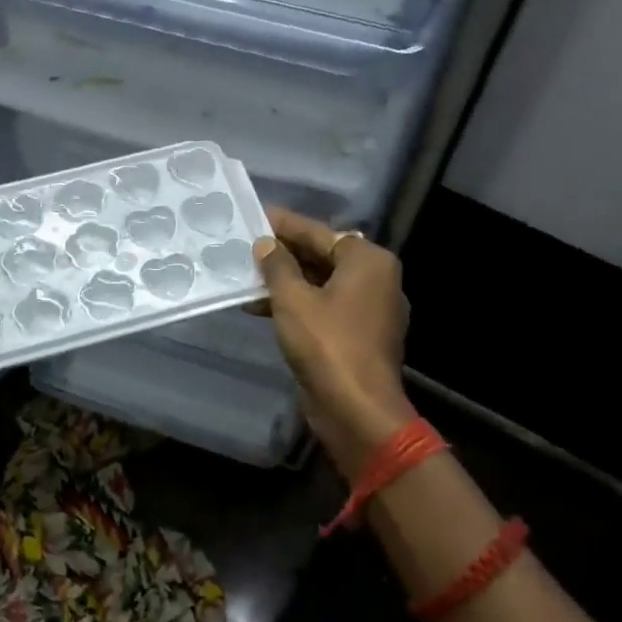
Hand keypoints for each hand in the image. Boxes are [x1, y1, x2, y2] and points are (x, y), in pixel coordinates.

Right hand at [252, 207, 414, 477]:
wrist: (356, 408)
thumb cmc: (326, 344)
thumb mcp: (293, 300)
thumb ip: (277, 266)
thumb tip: (266, 244)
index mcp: (368, 261)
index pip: (320, 232)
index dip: (285, 224)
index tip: (257, 214)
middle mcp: (375, 279)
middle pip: (323, 256)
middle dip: (284, 254)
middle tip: (247, 244)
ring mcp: (369, 310)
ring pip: (321, 284)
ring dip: (286, 281)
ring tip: (246, 277)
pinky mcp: (358, 335)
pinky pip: (324, 308)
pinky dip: (297, 304)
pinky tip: (261, 307)